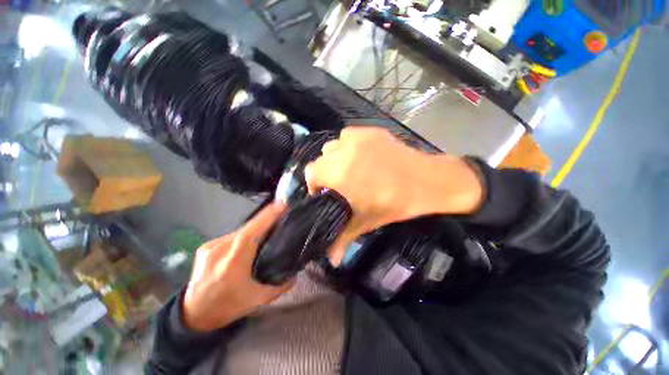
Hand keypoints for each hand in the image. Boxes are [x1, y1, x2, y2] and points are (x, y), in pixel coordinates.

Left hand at [183, 203, 292, 331]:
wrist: (193, 314)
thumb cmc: (226, 307)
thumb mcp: (257, 300)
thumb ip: (279, 286)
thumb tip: (295, 275)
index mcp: (232, 265)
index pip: (250, 234)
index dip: (266, 218)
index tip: (281, 205)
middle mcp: (219, 251)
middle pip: (247, 229)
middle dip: (265, 220)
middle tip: (281, 215)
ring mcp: (210, 247)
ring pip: (240, 231)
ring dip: (255, 228)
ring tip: (268, 229)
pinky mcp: (206, 246)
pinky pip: (232, 235)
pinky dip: (244, 234)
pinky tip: (250, 241)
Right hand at [305, 127, 483, 264]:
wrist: (426, 181)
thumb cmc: (394, 203)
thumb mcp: (365, 221)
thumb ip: (343, 239)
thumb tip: (332, 262)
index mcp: (339, 172)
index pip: (311, 172)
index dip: (314, 184)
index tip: (324, 193)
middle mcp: (344, 150)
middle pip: (321, 158)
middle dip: (325, 172)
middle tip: (339, 184)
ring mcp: (358, 138)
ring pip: (334, 145)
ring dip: (335, 157)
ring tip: (348, 168)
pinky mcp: (371, 131)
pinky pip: (349, 135)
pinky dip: (348, 145)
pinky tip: (359, 155)